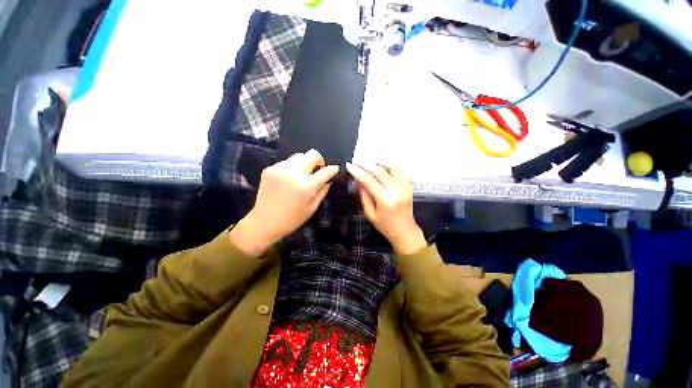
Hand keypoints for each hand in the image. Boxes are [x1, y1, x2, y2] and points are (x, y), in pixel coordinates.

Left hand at [230, 150, 338, 256]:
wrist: (265, 222)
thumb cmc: (292, 218)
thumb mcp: (313, 207)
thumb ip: (323, 190)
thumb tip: (329, 179)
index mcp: (307, 186)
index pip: (325, 171)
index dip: (333, 169)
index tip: (334, 169)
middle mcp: (294, 173)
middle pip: (312, 154)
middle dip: (319, 161)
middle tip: (317, 170)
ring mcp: (280, 169)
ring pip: (299, 155)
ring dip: (304, 163)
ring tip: (301, 175)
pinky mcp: (270, 169)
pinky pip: (286, 162)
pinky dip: (291, 168)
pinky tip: (288, 179)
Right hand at [346, 163, 426, 254]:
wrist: (404, 230)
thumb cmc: (385, 225)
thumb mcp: (369, 213)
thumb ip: (364, 195)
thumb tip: (358, 179)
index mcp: (385, 200)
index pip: (369, 180)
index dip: (358, 171)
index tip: (350, 166)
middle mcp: (396, 191)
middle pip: (380, 171)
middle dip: (366, 165)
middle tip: (357, 163)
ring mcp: (405, 187)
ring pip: (391, 167)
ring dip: (379, 164)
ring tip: (369, 165)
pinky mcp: (409, 186)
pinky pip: (399, 171)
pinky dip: (389, 167)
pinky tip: (382, 169)